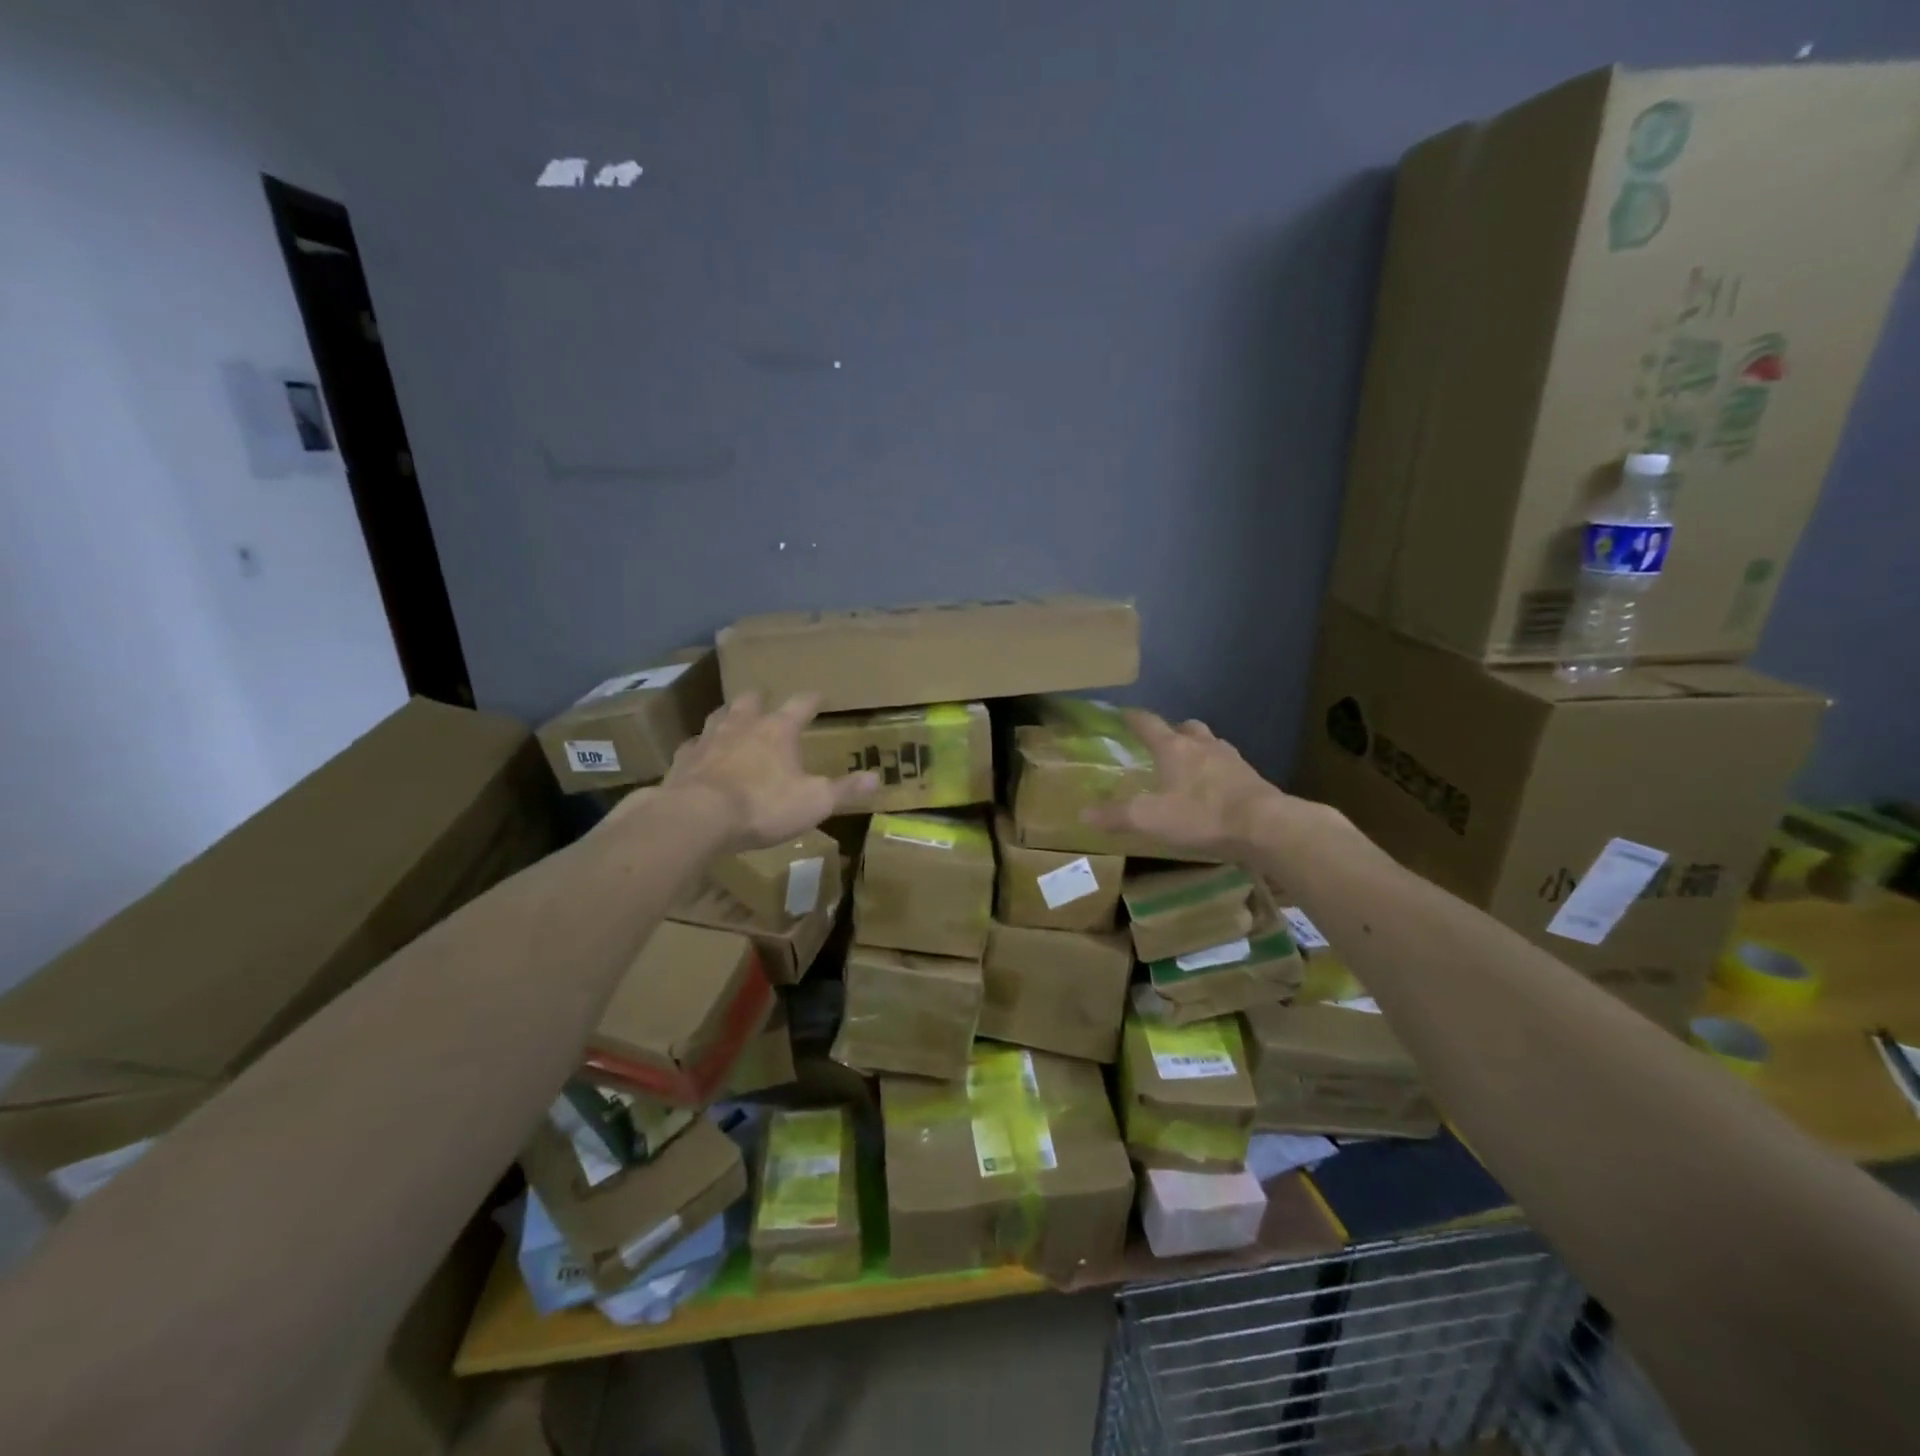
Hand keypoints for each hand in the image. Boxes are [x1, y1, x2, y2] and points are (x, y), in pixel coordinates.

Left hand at [646, 693, 877, 851]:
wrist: (698, 817)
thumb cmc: (764, 805)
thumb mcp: (815, 801)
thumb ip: (844, 789)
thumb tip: (876, 777)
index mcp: (779, 729)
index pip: (802, 703)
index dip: (813, 699)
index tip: (820, 696)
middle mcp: (743, 724)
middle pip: (752, 699)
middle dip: (762, 699)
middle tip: (768, 704)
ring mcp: (709, 738)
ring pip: (719, 715)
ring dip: (729, 716)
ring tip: (734, 723)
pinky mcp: (683, 758)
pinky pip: (693, 745)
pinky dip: (701, 747)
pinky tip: (702, 756)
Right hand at [1080, 709, 1299, 862]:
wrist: (1264, 826)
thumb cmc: (1201, 815)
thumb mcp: (1150, 819)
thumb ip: (1116, 816)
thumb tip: (1083, 813)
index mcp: (1174, 748)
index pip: (1148, 723)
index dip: (1134, 718)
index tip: (1124, 714)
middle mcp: (1203, 746)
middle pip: (1187, 727)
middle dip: (1174, 731)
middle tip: (1163, 743)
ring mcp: (1232, 760)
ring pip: (1211, 744)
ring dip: (1199, 749)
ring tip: (1190, 766)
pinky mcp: (1252, 779)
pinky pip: (1230, 767)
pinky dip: (1219, 772)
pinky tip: (1216, 789)